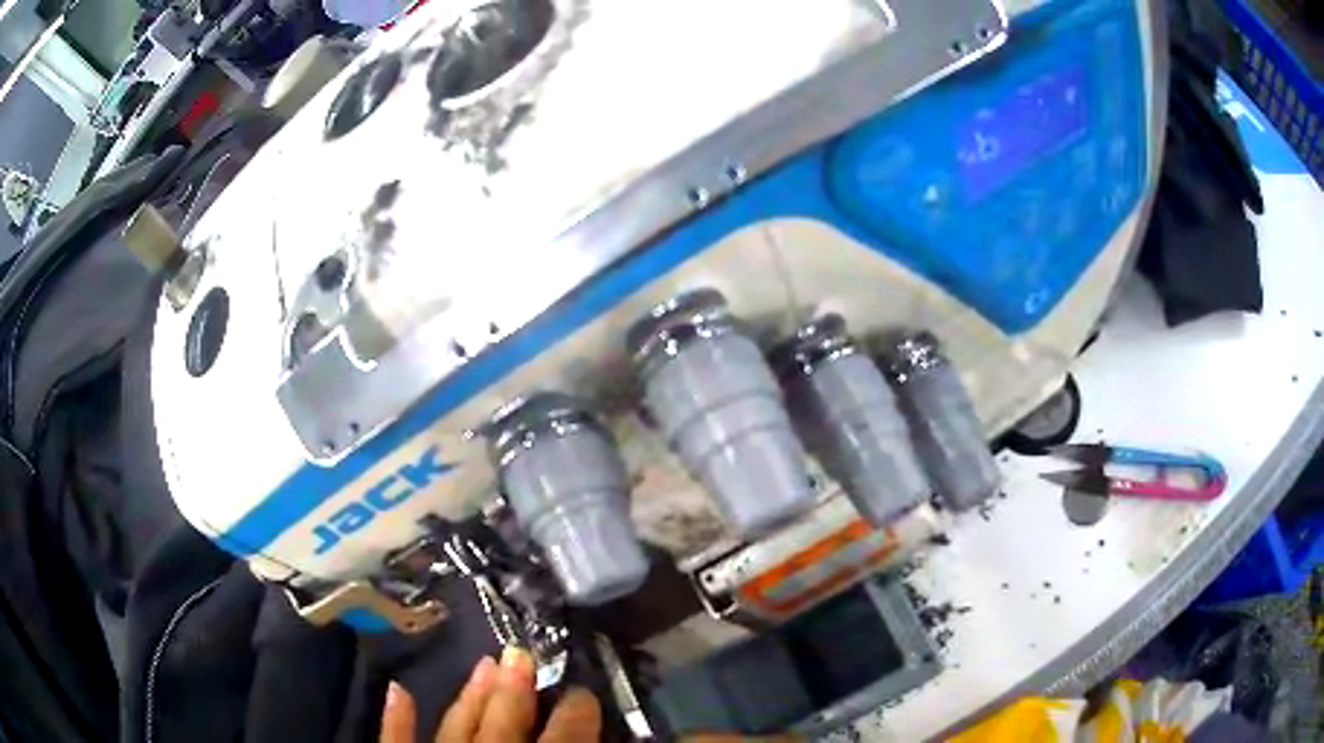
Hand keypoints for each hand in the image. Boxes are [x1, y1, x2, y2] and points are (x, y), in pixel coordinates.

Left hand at [380, 647, 602, 742]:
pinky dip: (397, 718)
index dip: (575, 715)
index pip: (561, 741)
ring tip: (484, 662)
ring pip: (455, 727)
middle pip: (504, 727)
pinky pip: (395, 742)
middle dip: (515, 691)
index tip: (584, 691)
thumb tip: (601, 731)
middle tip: (522, 652)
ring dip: (470, 696)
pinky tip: (399, 690)